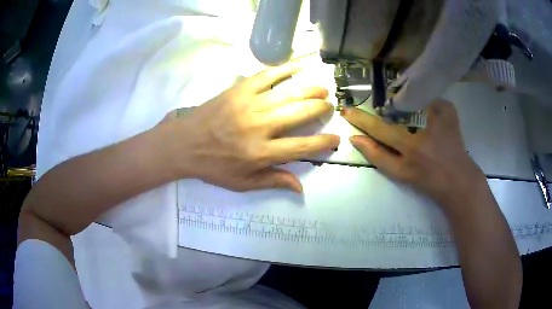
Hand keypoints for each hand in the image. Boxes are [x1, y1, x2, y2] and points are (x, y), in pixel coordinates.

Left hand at [161, 62, 339, 192]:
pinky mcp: (239, 90)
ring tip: (322, 89)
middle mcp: (260, 126)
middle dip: (320, 109)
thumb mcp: (241, 183)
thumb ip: (272, 182)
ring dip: (310, 89)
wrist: (183, 144)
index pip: (303, 146)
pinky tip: (298, 67)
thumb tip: (301, 187)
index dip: (323, 142)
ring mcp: (250, 104)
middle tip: (329, 106)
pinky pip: (267, 76)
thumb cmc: (213, 166)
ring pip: (289, 93)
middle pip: (300, 113)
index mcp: (261, 153)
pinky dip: (285, 69)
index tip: (335, 138)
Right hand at [341, 99, 484, 205]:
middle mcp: (424, 128)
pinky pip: (430, 98)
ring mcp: (438, 116)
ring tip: (413, 119)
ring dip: (406, 104)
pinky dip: (425, 103)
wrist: (458, 178)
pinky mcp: (449, 110)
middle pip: (394, 107)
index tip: (346, 110)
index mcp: (411, 147)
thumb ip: (377, 156)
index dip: (361, 119)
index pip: (379, 128)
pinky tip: (429, 115)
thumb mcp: (399, 174)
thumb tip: (355, 139)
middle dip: (386, 107)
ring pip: (412, 99)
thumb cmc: (427, 180)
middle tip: (388, 113)